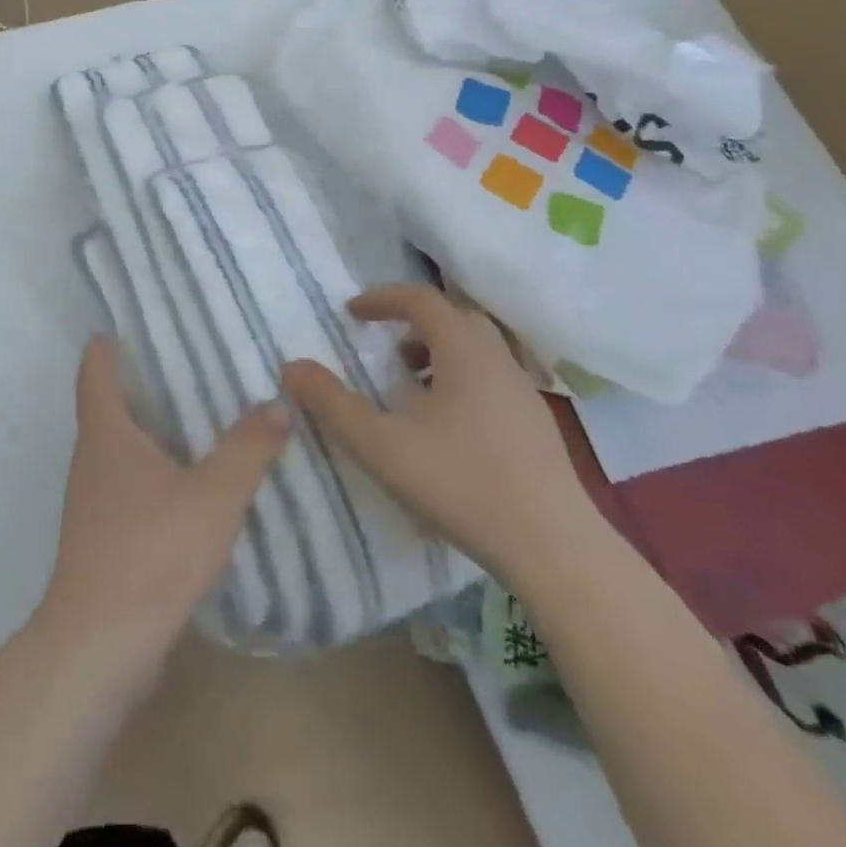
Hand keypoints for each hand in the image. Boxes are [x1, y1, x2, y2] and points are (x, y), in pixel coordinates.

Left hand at [36, 336, 291, 670]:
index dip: (107, 344)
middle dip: (144, 382)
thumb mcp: (213, 495)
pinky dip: (157, 471)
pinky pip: (131, 486)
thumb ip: (248, 448)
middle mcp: (92, 460)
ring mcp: (94, 502)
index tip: (129, 322)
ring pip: (122, 448)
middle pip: (110, 405)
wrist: (101, 646)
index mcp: (106, 434)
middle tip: (190, 361)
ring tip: (201, 416)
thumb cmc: (151, 552)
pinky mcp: (104, 538)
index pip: (95, 370)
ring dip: (153, 430)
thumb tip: (278, 402)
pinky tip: (192, 483)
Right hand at [280, 284, 599, 587]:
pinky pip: (492, 377)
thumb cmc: (461, 484)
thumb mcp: (381, 445)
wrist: (553, 547)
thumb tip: (291, 367)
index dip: (383, 299)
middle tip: (383, 344)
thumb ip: (332, 404)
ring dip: (439, 351)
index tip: (352, 313)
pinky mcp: (536, 423)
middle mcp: (498, 359)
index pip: (421, 300)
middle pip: (454, 317)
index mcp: (465, 351)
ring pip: (477, 348)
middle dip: (413, 322)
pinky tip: (446, 423)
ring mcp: (524, 391)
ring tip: (410, 384)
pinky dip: (461, 377)